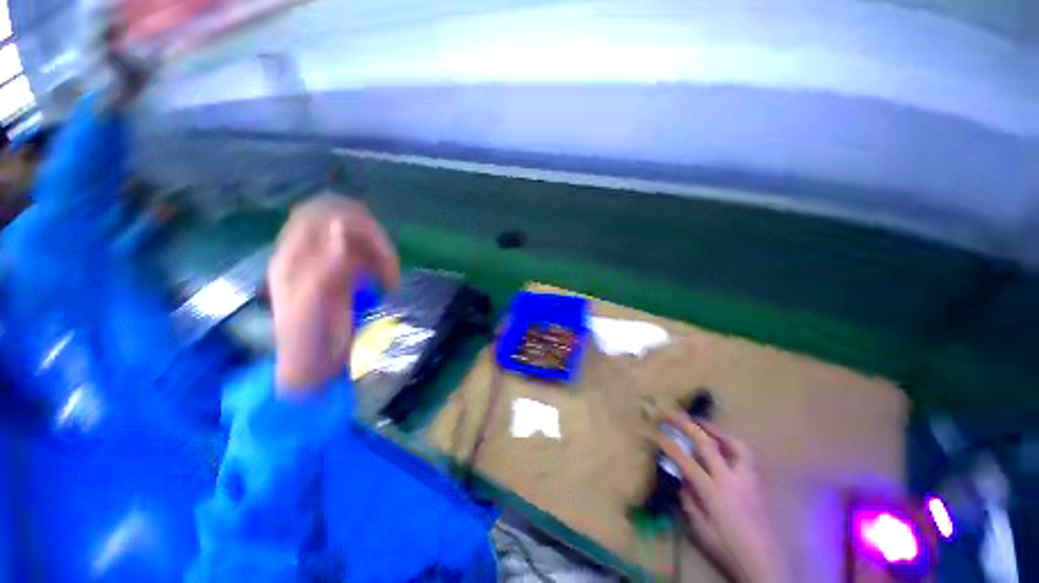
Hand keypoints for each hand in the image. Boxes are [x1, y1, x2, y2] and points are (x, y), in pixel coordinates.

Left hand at [267, 194, 399, 394]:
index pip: (319, 214)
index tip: (377, 243)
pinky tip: (387, 281)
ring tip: (391, 278)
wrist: (312, 365)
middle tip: (389, 261)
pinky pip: (368, 256)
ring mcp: (330, 263)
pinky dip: (383, 264)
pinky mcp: (345, 274)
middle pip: (344, 220)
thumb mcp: (310, 302)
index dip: (350, 219)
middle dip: (372, 236)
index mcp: (293, 255)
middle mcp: (311, 252)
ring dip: (381, 253)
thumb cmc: (306, 337)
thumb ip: (324, 263)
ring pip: (361, 238)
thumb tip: (342, 227)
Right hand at [656, 413, 786, 582]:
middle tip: (670, 412)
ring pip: (732, 443)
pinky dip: (729, 442)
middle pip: (706, 443)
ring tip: (699, 422)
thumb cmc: (728, 550)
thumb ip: (688, 500)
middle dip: (684, 424)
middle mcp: (731, 479)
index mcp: (714, 493)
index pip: (685, 461)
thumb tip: (679, 477)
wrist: (765, 565)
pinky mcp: (756, 481)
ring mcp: (747, 478)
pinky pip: (743, 453)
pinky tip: (720, 443)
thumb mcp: (700, 530)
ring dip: (712, 428)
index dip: (667, 445)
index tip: (654, 433)